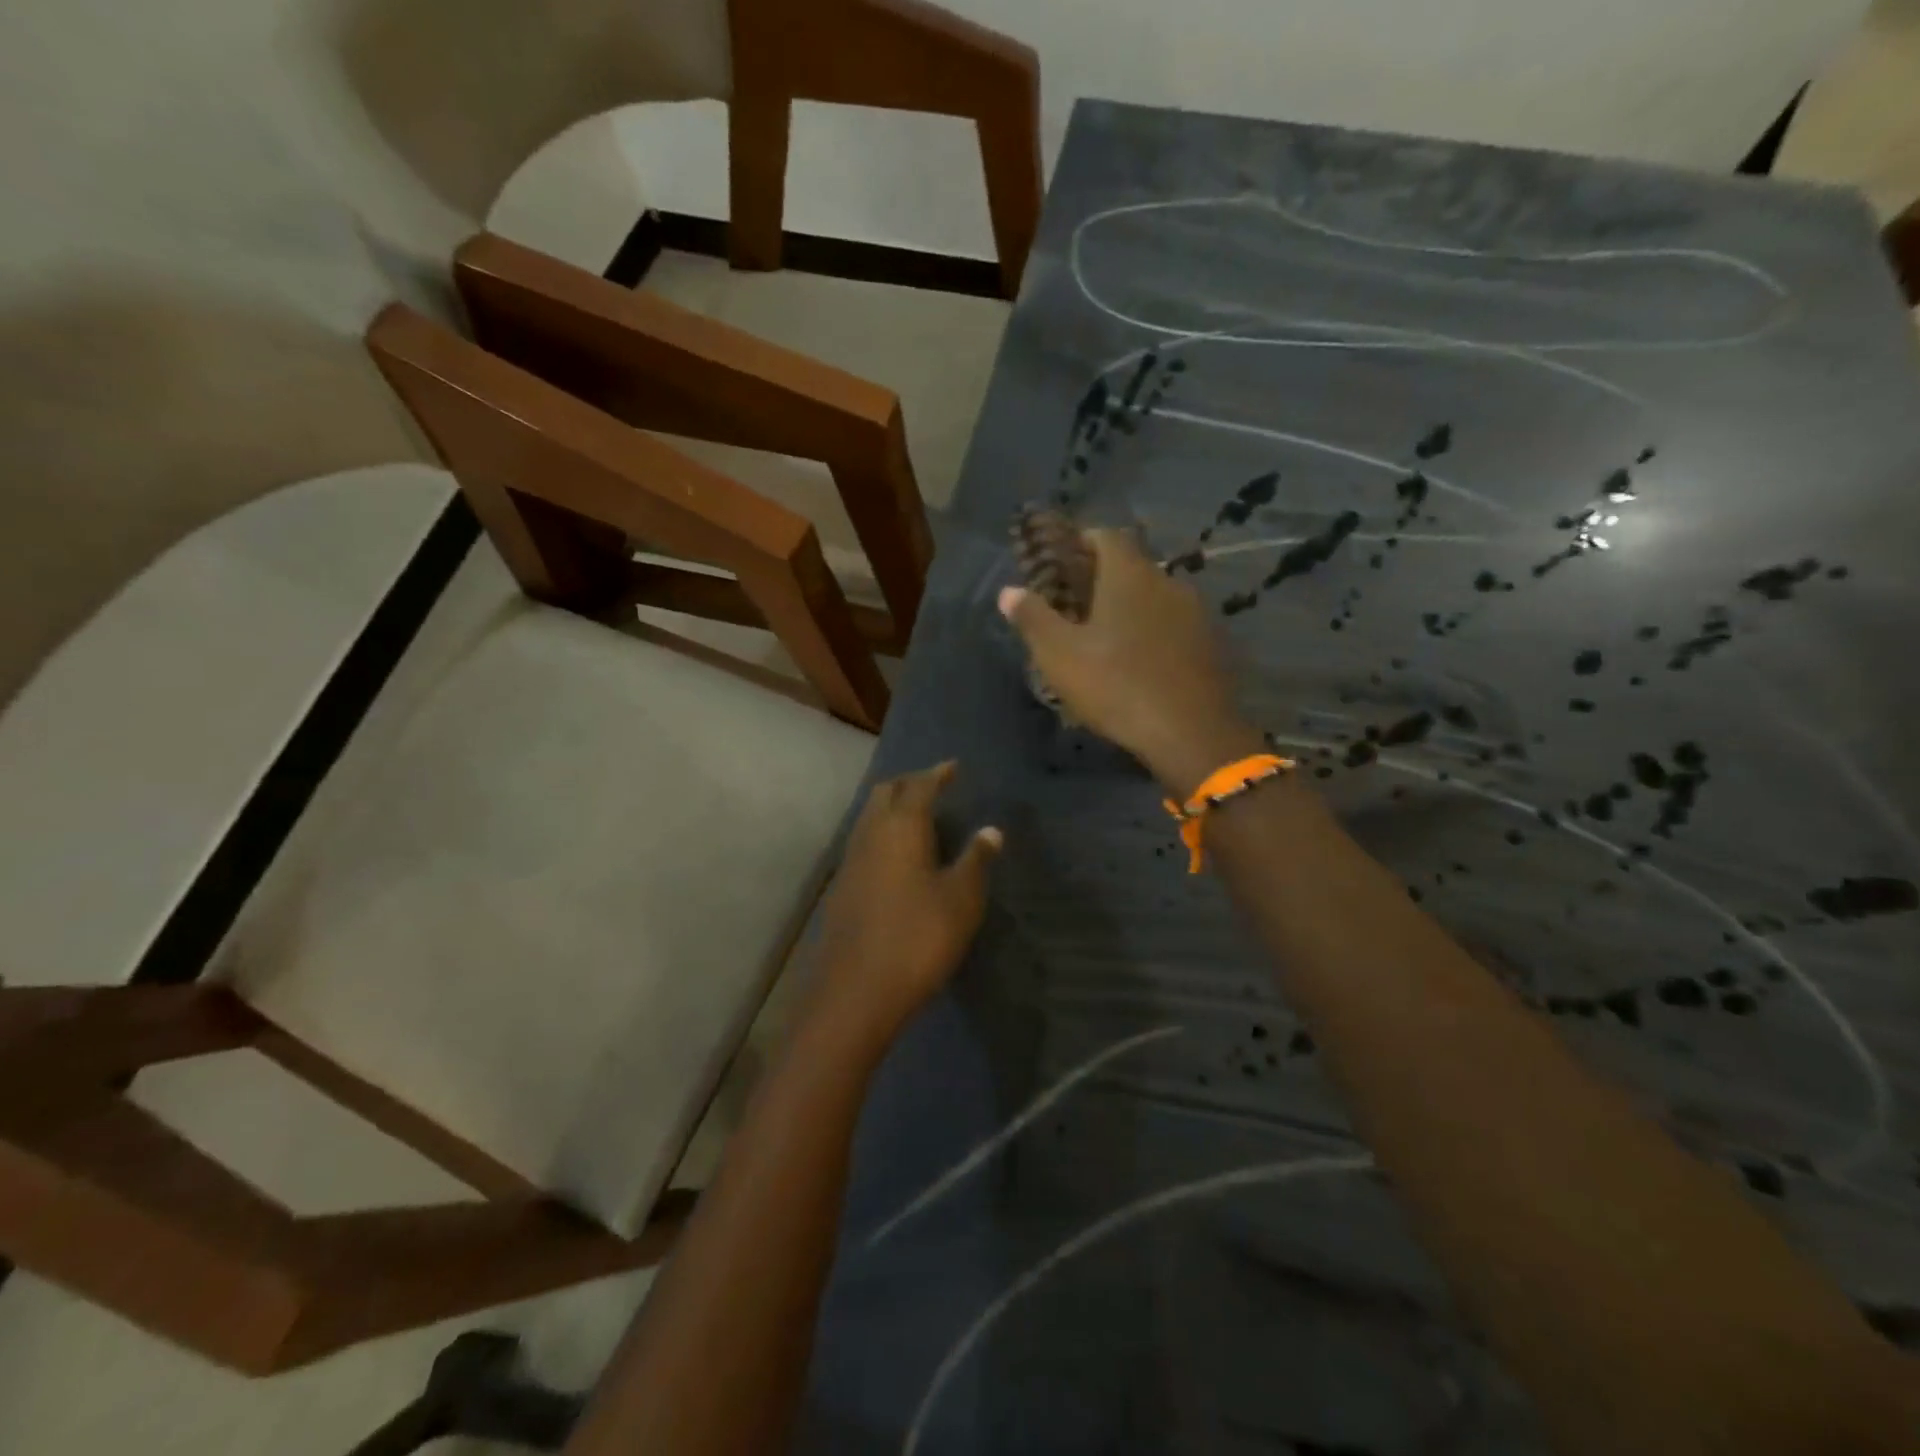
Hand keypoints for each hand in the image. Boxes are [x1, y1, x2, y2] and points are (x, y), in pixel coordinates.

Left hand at [810, 762, 1000, 1044]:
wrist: (855, 992)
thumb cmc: (918, 938)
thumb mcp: (960, 900)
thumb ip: (976, 860)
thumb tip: (991, 830)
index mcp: (901, 827)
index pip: (919, 786)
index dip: (937, 774)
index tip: (953, 767)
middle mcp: (870, 834)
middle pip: (885, 793)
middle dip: (910, 783)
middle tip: (935, 786)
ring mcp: (850, 861)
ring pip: (869, 817)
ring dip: (892, 807)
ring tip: (918, 816)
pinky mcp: (841, 888)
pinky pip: (863, 842)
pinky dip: (882, 833)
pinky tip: (896, 856)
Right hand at [999, 529, 1260, 792]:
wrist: (1191, 733)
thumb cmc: (1117, 686)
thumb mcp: (1060, 656)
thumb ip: (1033, 618)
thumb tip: (1008, 591)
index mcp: (1130, 575)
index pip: (1106, 536)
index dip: (1081, 542)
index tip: (1060, 562)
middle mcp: (1168, 582)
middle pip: (1132, 567)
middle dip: (1103, 580)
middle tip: (1076, 606)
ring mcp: (1197, 613)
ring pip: (1156, 598)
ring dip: (1132, 609)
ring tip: (1108, 638)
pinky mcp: (1213, 644)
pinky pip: (1175, 626)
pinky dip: (1156, 633)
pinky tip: (1142, 662)